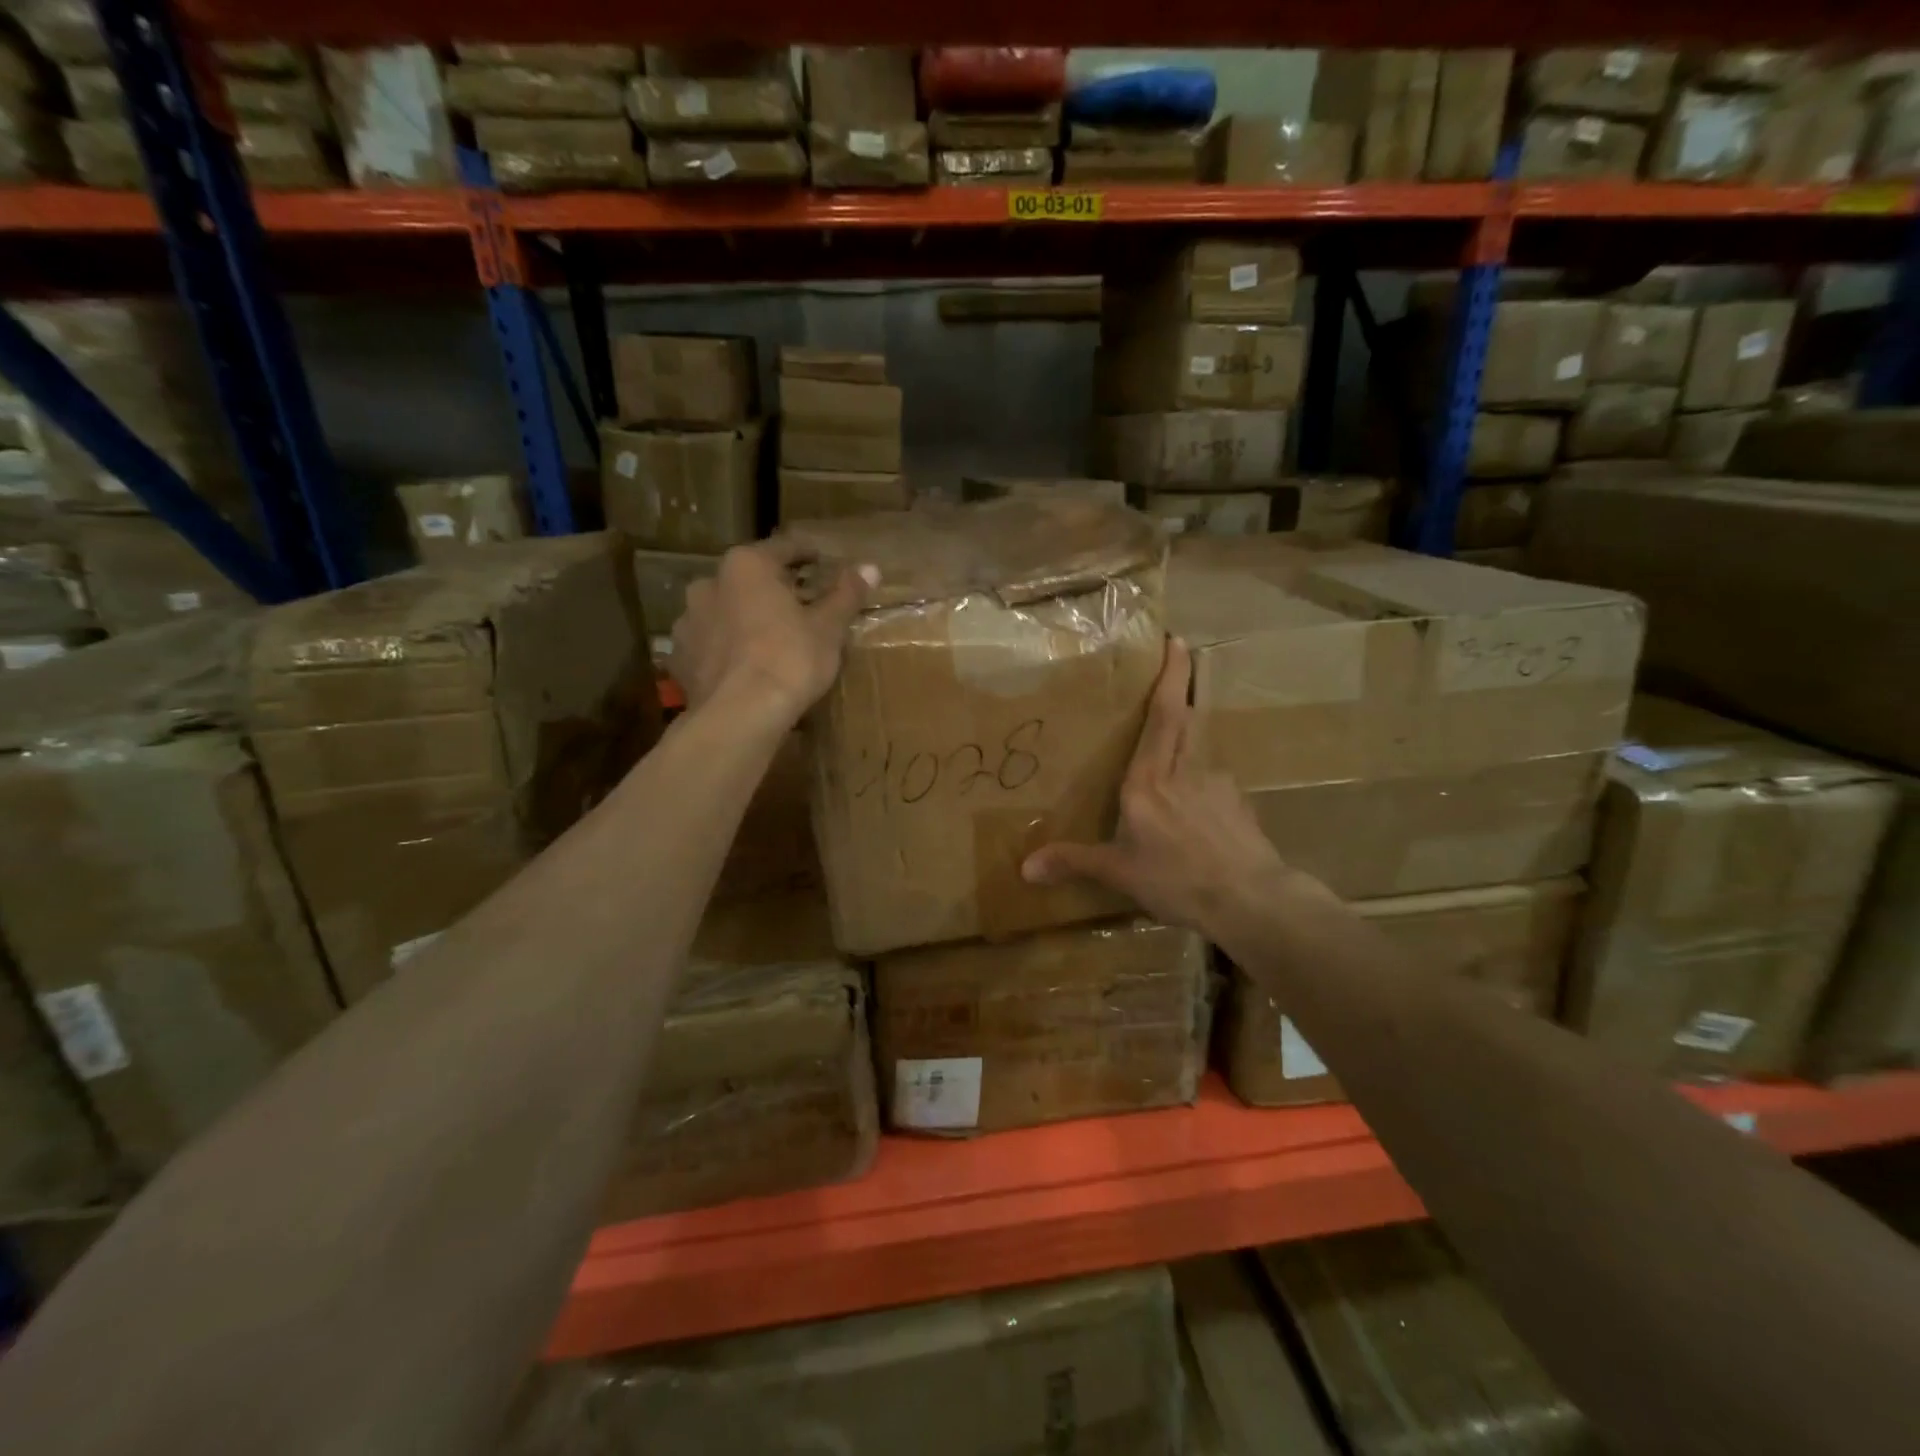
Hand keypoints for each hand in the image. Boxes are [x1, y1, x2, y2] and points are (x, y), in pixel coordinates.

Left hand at [672, 540, 876, 726]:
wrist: (740, 716)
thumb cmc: (790, 660)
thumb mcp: (828, 628)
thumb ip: (846, 594)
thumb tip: (870, 567)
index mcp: (747, 566)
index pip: (783, 548)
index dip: (807, 554)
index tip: (822, 562)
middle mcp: (709, 584)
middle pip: (749, 579)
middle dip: (773, 589)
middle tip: (800, 607)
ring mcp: (689, 621)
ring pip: (725, 611)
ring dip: (745, 618)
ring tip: (769, 640)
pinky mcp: (680, 658)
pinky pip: (710, 644)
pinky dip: (726, 649)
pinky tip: (744, 667)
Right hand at [1021, 639, 1322, 933]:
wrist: (1250, 900)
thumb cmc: (1177, 879)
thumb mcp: (1120, 873)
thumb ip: (1073, 862)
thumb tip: (1024, 868)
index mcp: (1148, 781)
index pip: (1162, 716)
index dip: (1170, 676)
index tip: (1176, 640)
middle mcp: (1184, 771)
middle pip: (1185, 717)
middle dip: (1183, 685)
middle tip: (1180, 661)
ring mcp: (1218, 784)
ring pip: (1200, 748)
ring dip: (1190, 735)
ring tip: (1177, 749)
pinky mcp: (1239, 804)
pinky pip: (1214, 781)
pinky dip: (1203, 782)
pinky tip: (1199, 809)